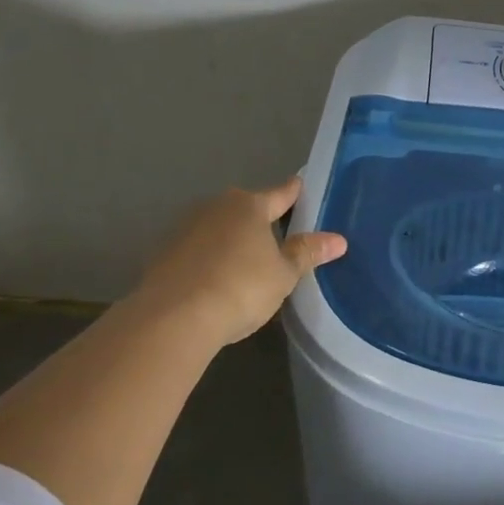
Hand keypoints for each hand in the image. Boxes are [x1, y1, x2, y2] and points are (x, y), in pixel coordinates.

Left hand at [127, 177, 346, 344]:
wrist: (172, 318)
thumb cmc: (240, 287)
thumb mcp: (283, 274)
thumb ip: (307, 253)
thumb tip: (338, 239)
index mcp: (250, 206)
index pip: (281, 193)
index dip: (294, 192)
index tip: (301, 186)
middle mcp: (216, 207)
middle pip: (247, 208)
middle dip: (261, 219)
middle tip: (279, 236)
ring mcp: (186, 228)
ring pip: (220, 227)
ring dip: (233, 239)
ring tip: (248, 261)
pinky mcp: (165, 253)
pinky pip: (199, 249)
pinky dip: (210, 258)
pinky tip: (218, 279)